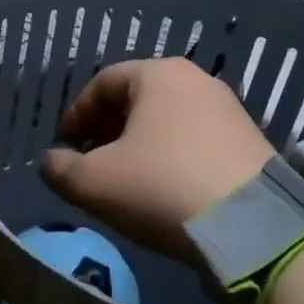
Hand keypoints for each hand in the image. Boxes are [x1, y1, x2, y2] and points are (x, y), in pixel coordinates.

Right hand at [40, 57, 273, 257]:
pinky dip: (170, 156)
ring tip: (124, 179)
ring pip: (167, 120)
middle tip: (90, 161)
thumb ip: (59, 168)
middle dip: (106, 129)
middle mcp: (196, 81)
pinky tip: (163, 189)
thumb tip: (52, 161)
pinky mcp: (249, 142)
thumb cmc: (160, 188)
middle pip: (136, 99)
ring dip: (138, 144)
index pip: (102, 83)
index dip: (76, 114)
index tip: (64, 146)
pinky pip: (195, 139)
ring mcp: (229, 110)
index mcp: (158, 75)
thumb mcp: (92, 182)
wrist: (251, 228)